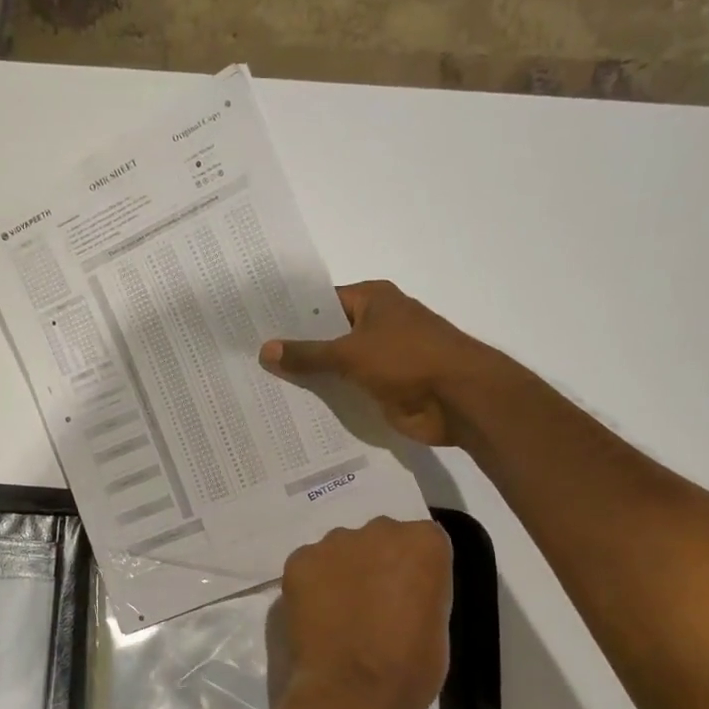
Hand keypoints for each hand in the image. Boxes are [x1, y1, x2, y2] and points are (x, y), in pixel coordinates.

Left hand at [255, 517, 453, 708]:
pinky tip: (315, 617)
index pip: (422, 542)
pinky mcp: (298, 561)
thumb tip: (399, 590)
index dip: (413, 572)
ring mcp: (334, 543)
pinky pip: (309, 566)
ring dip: (342, 572)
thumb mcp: (437, 623)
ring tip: (339, 615)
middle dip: (376, 564)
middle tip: (371, 606)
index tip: (407, 599)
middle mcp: (379, 530)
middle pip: (379, 539)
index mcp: (424, 543)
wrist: (352, 694)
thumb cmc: (409, 668)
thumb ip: (420, 590)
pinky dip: (311, 585)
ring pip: (341, 550)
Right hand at [259, 281, 497, 446]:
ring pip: (336, 366)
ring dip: (310, 377)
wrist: (460, 399)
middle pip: (326, 335)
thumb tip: (265, 350)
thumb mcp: (350, 353)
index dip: (290, 315)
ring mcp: (380, 358)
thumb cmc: (407, 360)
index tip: (254, 327)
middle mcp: (376, 324)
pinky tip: (293, 408)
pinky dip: (327, 398)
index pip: (320, 303)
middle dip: (295, 349)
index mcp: (372, 300)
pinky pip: (347, 391)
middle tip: (249, 360)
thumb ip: (307, 354)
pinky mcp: (383, 388)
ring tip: (261, 386)